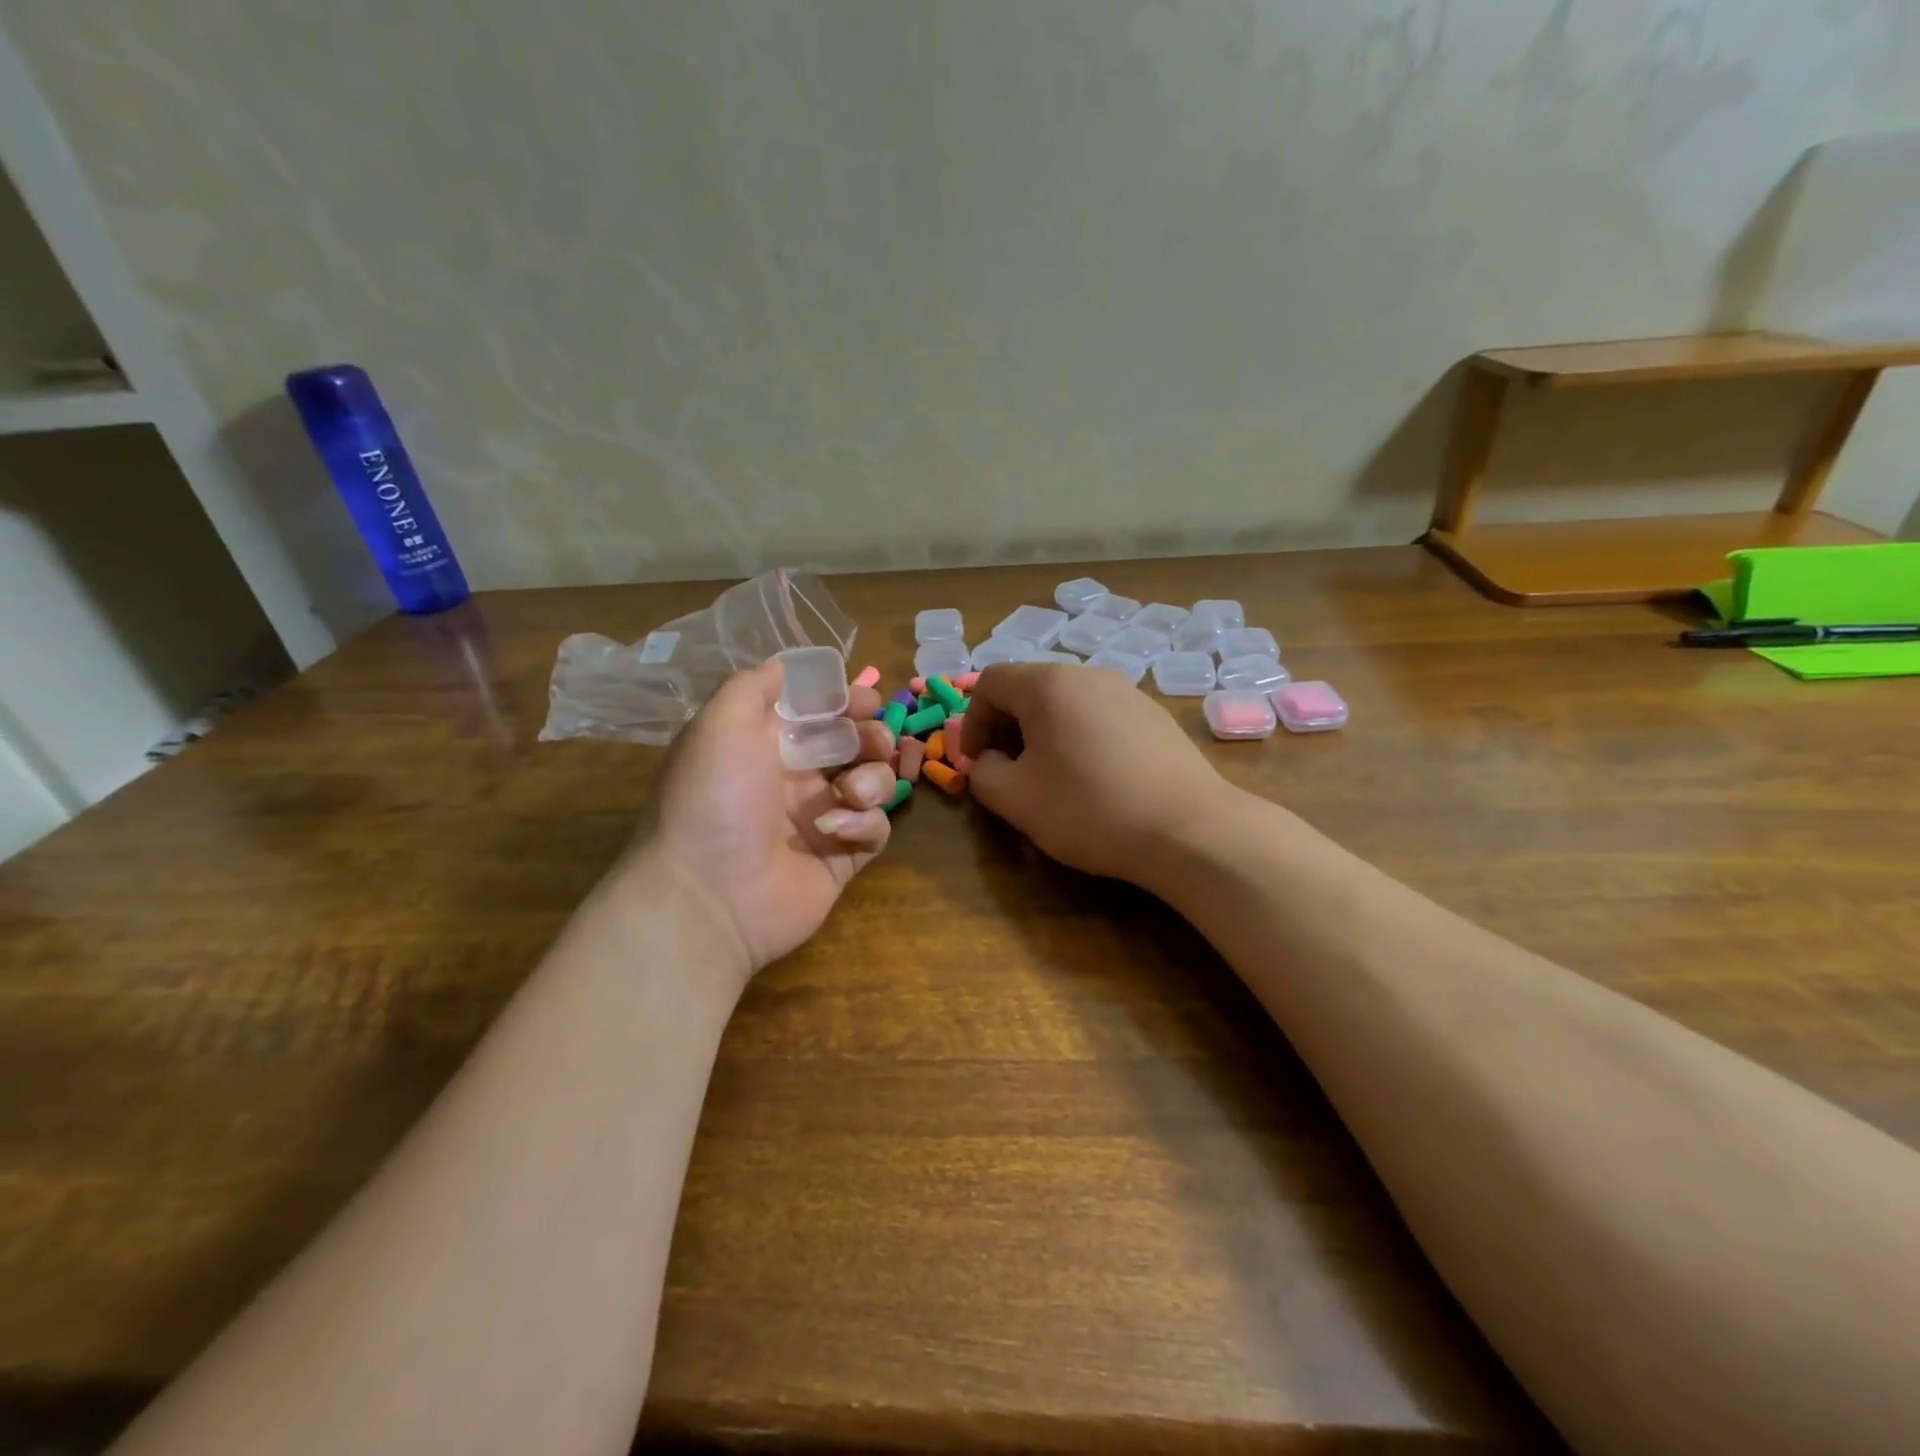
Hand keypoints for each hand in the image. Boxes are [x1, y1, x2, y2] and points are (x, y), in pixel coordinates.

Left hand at [627, 660, 897, 978]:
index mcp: (766, 745)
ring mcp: (821, 820)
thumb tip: (785, 665)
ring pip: (873, 784)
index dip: (846, 701)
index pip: (819, 712)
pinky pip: (875, 830)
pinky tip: (839, 830)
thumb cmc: (713, 800)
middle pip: (855, 744)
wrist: (706, 897)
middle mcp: (795, 779)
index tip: (864, 701)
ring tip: (853, 792)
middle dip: (872, 735)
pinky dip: (865, 824)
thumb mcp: (719, 725)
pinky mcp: (841, 859)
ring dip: (873, 778)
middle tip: (871, 742)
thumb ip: (754, 686)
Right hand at [959, 663, 1230, 880]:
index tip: (975, 763)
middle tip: (1007, 771)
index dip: (971, 722)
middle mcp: (1089, 675)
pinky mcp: (1155, 716)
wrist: (1189, 829)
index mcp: (1049, 685)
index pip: (990, 682)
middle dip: (1007, 727)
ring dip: (1044, 734)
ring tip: (1050, 777)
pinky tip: (1094, 779)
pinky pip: (1100, 717)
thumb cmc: (1090, 809)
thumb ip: (982, 773)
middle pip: (1030, 688)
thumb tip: (989, 761)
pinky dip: (1080, 738)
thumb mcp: (1015, 799)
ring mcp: (1128, 692)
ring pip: (1067, 703)